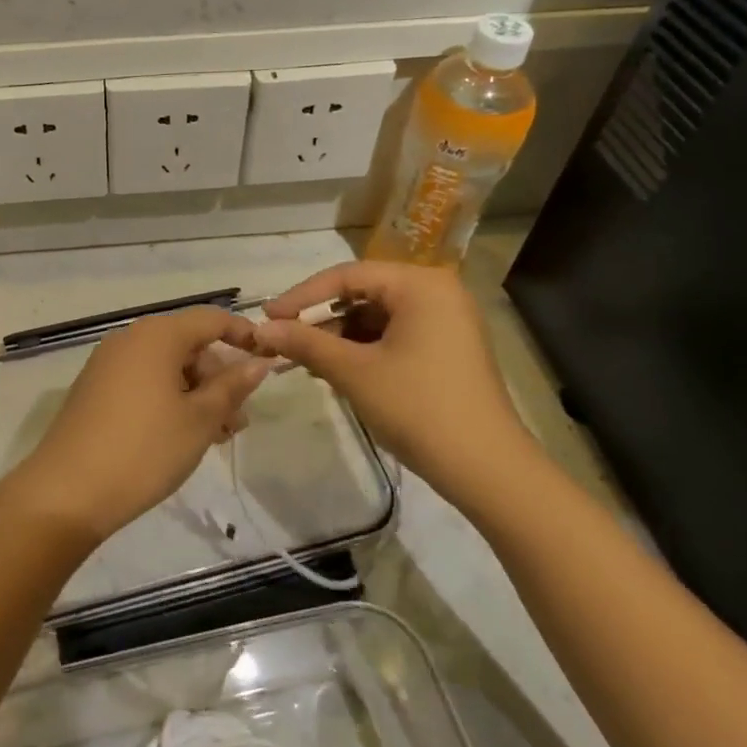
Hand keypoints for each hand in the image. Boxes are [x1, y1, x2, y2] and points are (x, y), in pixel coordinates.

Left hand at [3, 306, 270, 547]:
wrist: (67, 492)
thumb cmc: (144, 449)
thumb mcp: (199, 420)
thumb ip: (231, 387)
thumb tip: (258, 362)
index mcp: (157, 335)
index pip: (210, 319)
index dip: (242, 335)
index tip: (267, 361)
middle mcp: (130, 339)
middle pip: (187, 344)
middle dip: (218, 376)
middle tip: (238, 419)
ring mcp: (108, 364)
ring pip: (166, 367)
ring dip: (197, 394)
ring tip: (217, 435)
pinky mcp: (95, 390)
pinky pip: (143, 382)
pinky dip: (169, 400)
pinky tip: (182, 435)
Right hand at [251, 262, 538, 506]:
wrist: (487, 470)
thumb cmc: (418, 408)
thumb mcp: (354, 372)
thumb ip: (305, 343)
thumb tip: (259, 329)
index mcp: (420, 285)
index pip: (347, 276)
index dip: (302, 296)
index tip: (268, 318)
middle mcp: (437, 292)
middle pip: (363, 293)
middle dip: (321, 319)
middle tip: (284, 342)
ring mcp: (446, 321)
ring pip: (376, 316)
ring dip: (339, 337)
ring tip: (306, 361)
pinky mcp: (447, 348)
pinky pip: (394, 335)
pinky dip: (363, 349)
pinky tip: (338, 370)